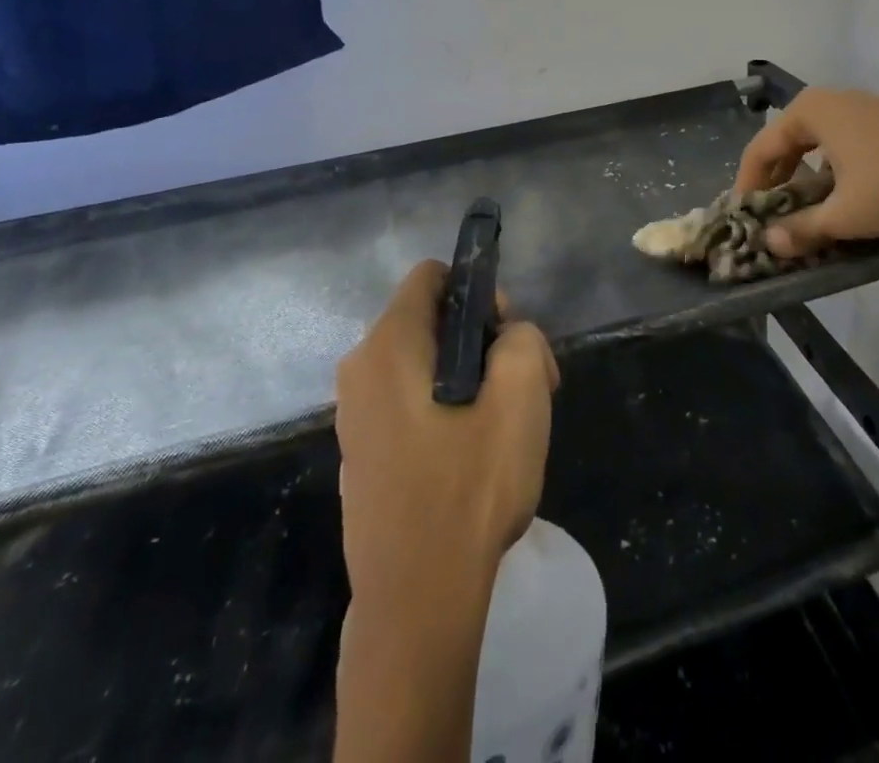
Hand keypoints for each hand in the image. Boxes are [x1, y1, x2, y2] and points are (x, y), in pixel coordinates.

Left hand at [334, 261, 558, 606]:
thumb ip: (523, 338)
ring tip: (504, 428)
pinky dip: (445, 408)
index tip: (507, 339)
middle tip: (522, 389)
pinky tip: (472, 457)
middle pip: (432, 320)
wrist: (416, 603)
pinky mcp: (362, 451)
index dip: (479, 293)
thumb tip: (508, 338)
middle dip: (483, 342)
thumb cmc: (468, 489)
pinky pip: (409, 401)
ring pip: (425, 364)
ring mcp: (355, 414)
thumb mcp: (521, 396)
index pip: (432, 276)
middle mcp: (360, 369)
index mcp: (388, 345)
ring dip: (471, 379)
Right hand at [733, 87, 878, 258]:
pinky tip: (847, 201)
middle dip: (777, 185)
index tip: (744, 219)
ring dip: (807, 182)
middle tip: (773, 219)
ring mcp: (860, 108)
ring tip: (809, 215)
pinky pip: (843, 148)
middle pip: (786, 146)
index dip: (747, 187)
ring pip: (817, 148)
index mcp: (808, 112)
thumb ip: (803, 230)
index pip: (760, 150)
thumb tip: (769, 243)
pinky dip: (835, 174)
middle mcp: (828, 102)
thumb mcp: (846, 214)